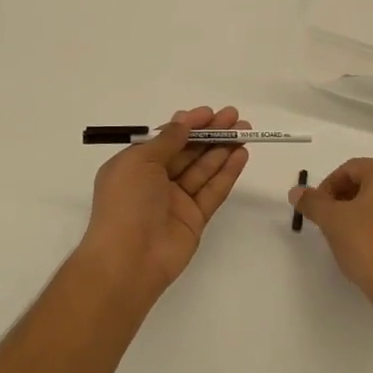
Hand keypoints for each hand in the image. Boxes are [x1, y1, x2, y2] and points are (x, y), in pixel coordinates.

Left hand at [78, 106, 251, 304]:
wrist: (128, 259)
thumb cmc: (126, 203)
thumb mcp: (139, 161)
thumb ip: (166, 140)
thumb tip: (183, 123)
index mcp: (135, 166)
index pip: (165, 139)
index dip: (188, 125)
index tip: (210, 113)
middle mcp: (155, 181)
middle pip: (188, 152)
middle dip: (210, 133)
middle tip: (235, 117)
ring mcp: (176, 201)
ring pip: (203, 169)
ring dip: (223, 149)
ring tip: (245, 131)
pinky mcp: (194, 219)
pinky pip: (213, 190)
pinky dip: (227, 172)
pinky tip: (242, 155)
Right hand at [290, 158, 372, 322]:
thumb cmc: (368, 246)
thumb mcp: (332, 221)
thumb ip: (312, 202)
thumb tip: (296, 192)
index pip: (351, 169)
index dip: (328, 187)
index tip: (317, 209)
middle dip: (348, 199)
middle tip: (332, 222)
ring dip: (369, 214)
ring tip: (353, 237)